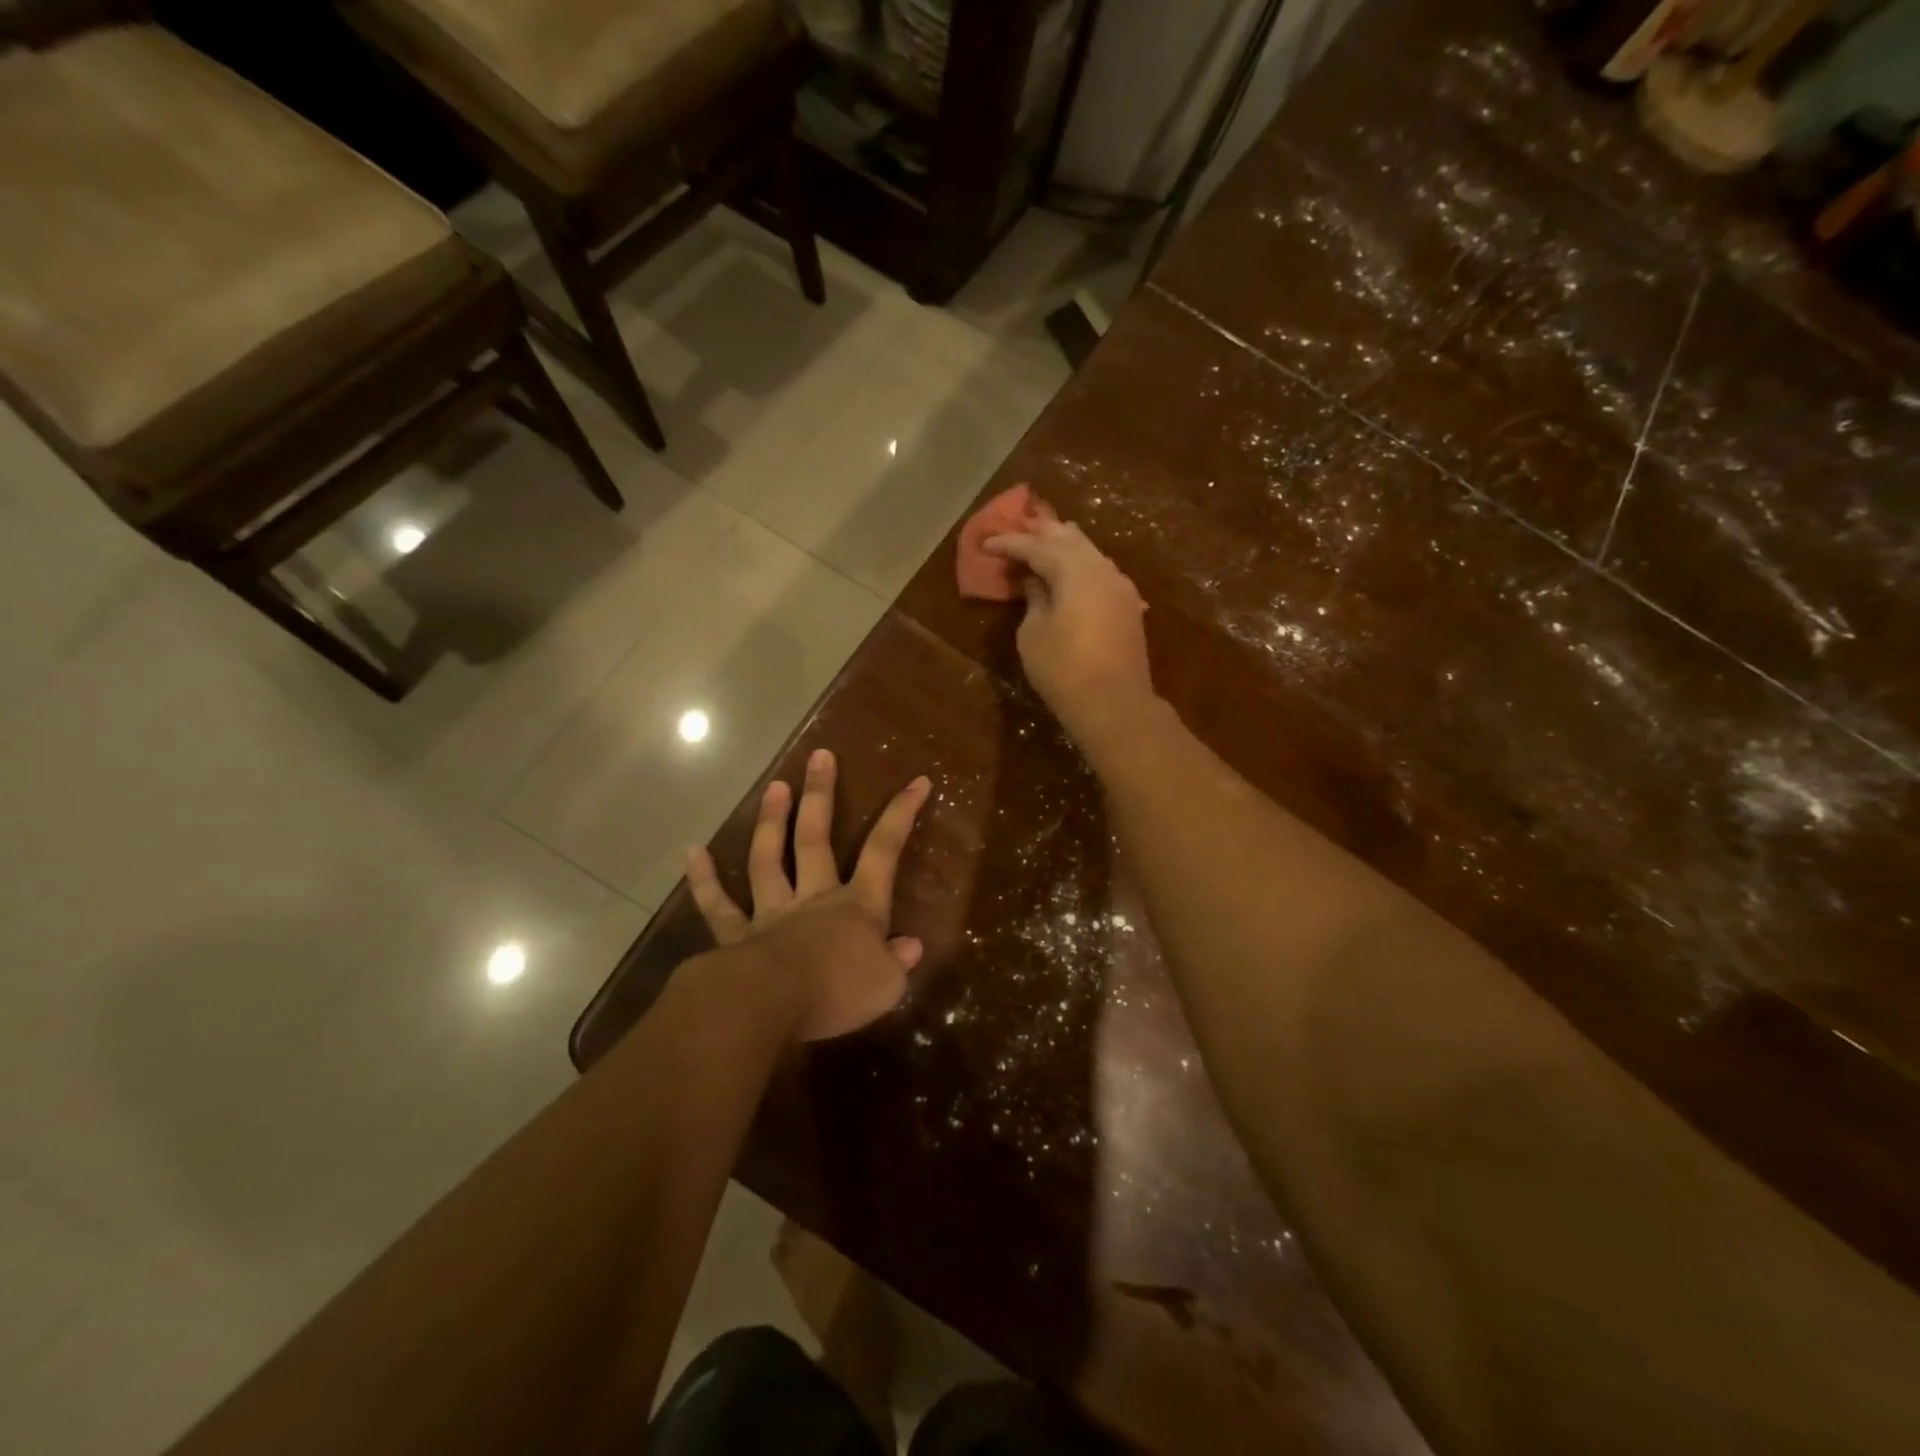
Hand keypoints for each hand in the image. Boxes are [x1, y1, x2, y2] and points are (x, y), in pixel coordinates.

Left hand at [686, 748, 931, 1042]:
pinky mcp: (737, 937)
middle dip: (820, 795)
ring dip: (771, 822)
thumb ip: (897, 962)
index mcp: (857, 907)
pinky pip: (718, 906)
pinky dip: (704, 880)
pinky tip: (693, 852)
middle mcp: (814, 899)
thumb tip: (910, 946)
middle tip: (819, 756)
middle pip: (816, 838)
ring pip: (769, 860)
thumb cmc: (836, 993)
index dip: (902, 814)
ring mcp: (772, 913)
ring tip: (774, 786)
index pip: (884, 851)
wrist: (770, 1007)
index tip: (917, 781)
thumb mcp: (886, 985)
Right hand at [984, 517, 1156, 756]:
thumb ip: (1034, 599)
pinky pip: (1101, 572)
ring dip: (1065, 545)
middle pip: (1069, 539)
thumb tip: (1036, 581)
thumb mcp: (1033, 634)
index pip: (1036, 546)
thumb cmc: (1063, 670)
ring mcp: (1121, 587)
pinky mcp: (1129, 607)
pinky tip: (1073, 570)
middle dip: (1042, 532)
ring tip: (1046, 539)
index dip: (1009, 543)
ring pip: (1090, 553)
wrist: (1114, 705)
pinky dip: (1082, 565)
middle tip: (1020, 525)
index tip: (986, 543)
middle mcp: (1102, 569)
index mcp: (1074, 571)